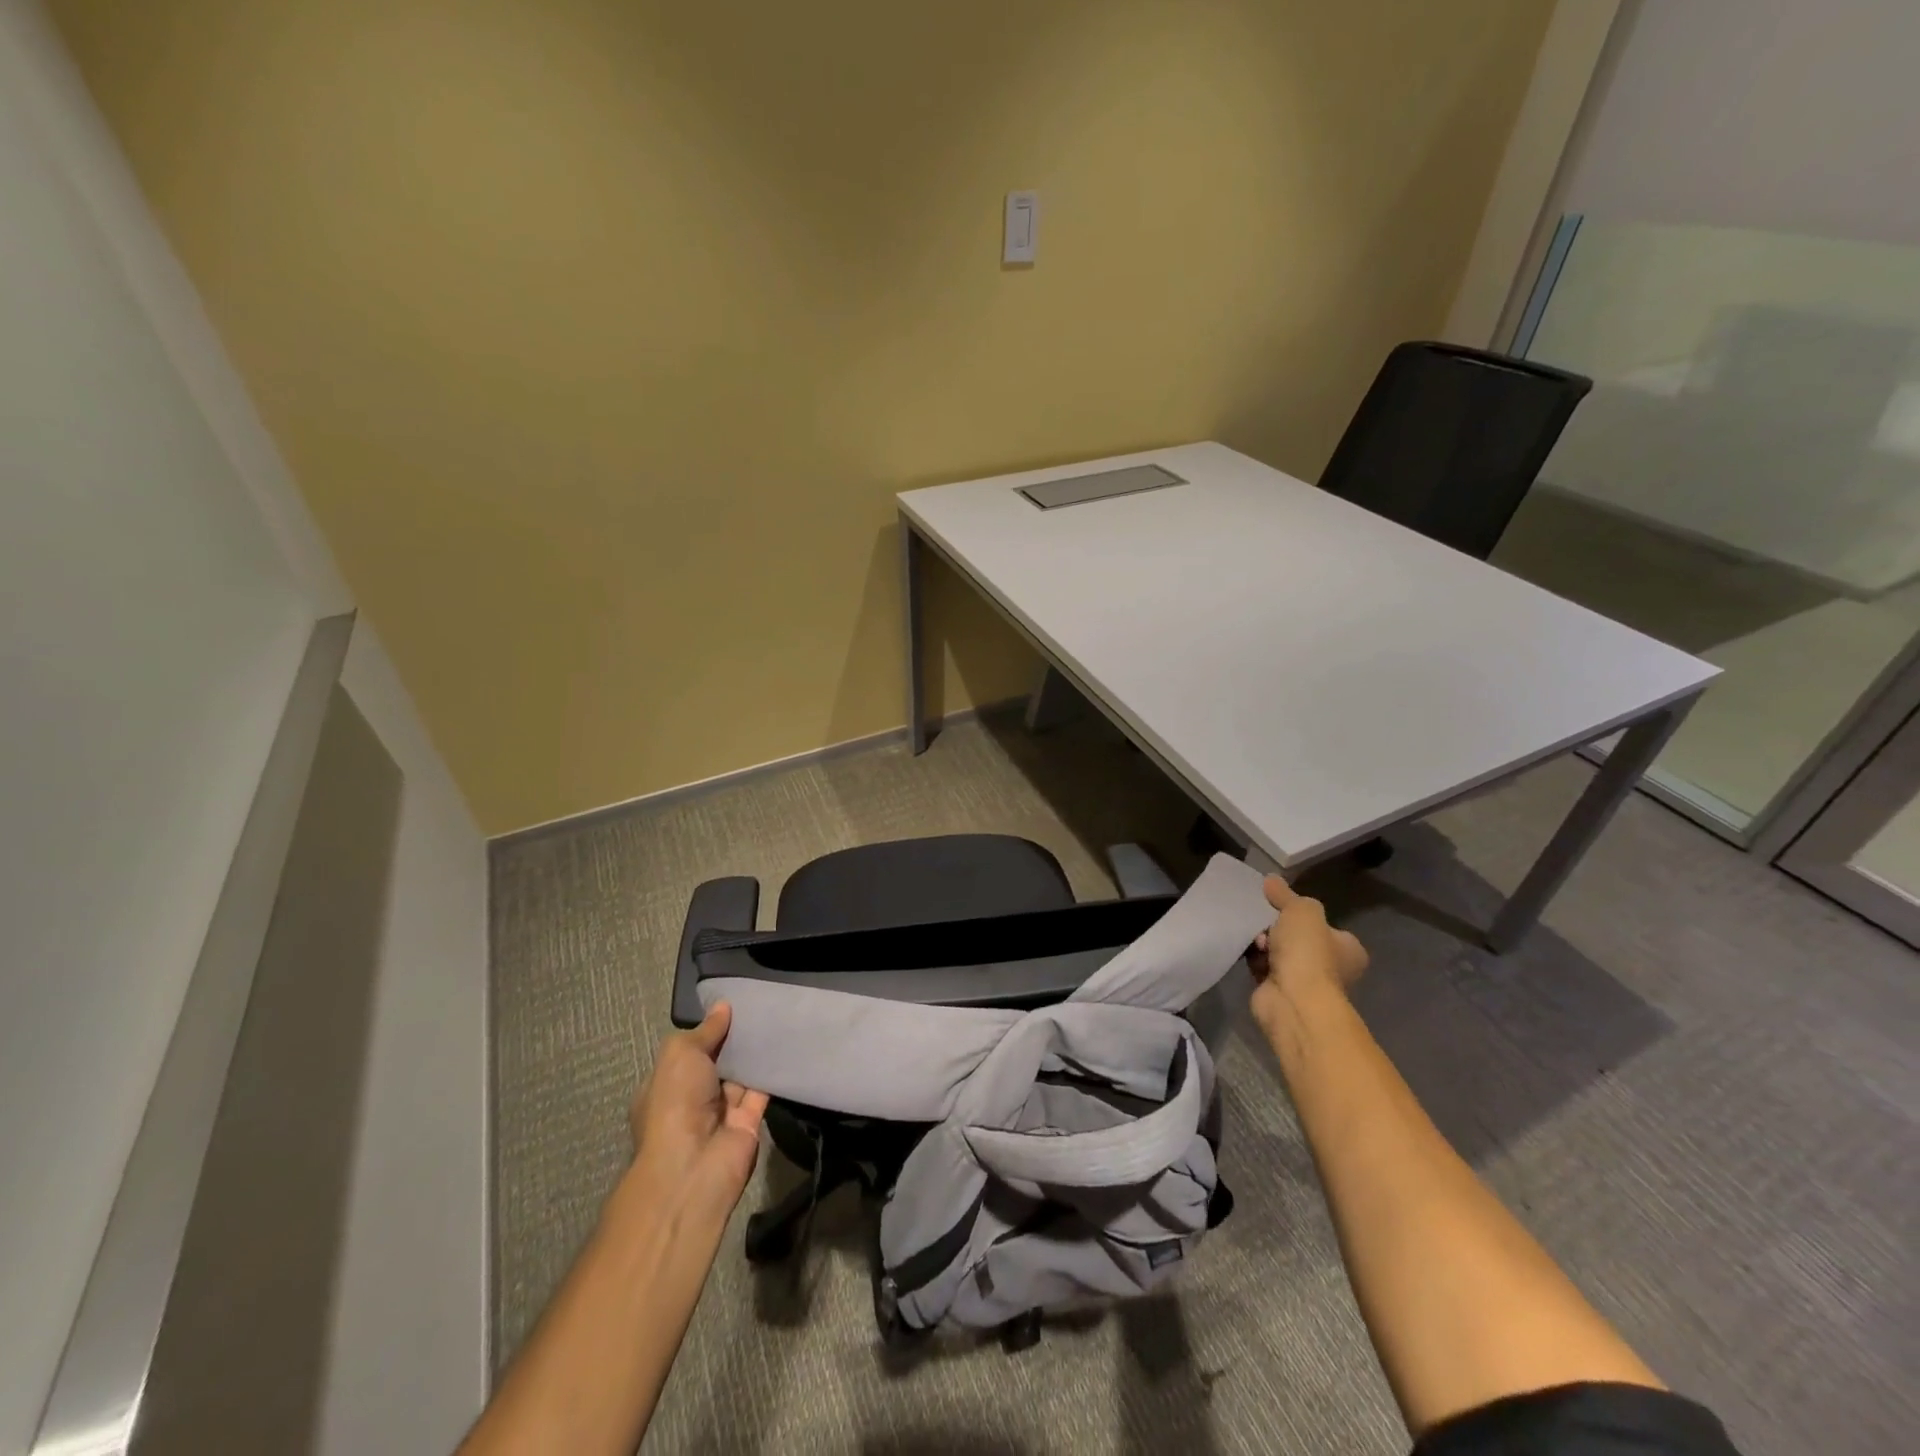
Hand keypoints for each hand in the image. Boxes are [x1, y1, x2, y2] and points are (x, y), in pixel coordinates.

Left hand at [627, 1004, 768, 1218]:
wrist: (694, 1167)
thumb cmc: (675, 1104)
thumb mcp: (679, 1055)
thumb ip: (704, 1030)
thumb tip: (723, 1006)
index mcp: (667, 1084)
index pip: (688, 1051)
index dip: (707, 1028)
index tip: (731, 1003)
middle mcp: (693, 1098)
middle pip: (718, 1060)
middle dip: (734, 1037)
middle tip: (760, 1002)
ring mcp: (722, 1111)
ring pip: (742, 1072)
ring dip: (755, 1050)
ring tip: (777, 1012)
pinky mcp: (750, 1121)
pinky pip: (763, 1088)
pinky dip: (773, 1068)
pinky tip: (788, 1039)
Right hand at [1248, 875, 1367, 1031]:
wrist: (1292, 1000)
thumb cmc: (1308, 953)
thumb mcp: (1302, 910)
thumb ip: (1286, 895)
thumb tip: (1271, 880)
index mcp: (1348, 949)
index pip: (1324, 925)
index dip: (1301, 915)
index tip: (1281, 906)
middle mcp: (1332, 967)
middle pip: (1297, 937)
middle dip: (1276, 928)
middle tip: (1264, 922)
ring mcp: (1306, 983)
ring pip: (1277, 951)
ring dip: (1263, 943)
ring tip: (1256, 940)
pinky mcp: (1280, 992)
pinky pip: (1263, 967)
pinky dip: (1254, 960)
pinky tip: (1247, 952)